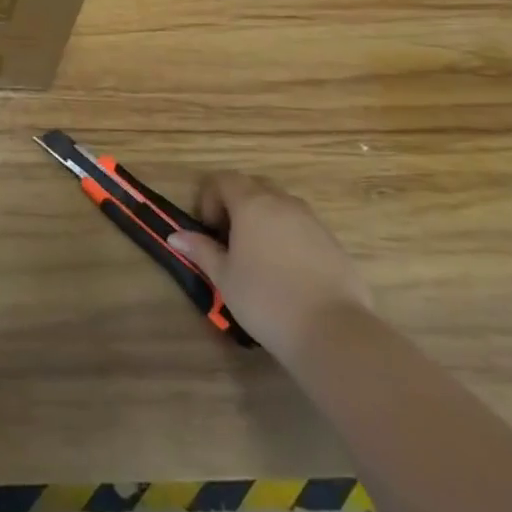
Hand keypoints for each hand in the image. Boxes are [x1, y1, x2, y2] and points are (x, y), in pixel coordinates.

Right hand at [167, 174, 371, 361]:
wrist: (333, 331)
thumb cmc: (266, 299)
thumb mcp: (224, 277)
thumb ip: (201, 250)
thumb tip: (176, 236)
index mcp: (252, 204)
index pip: (224, 180)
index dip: (210, 197)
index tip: (210, 230)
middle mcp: (284, 203)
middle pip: (254, 188)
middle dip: (237, 205)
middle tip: (230, 240)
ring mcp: (313, 222)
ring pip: (281, 207)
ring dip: (265, 220)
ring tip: (259, 257)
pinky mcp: (334, 244)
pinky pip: (304, 228)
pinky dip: (289, 238)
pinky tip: (289, 274)